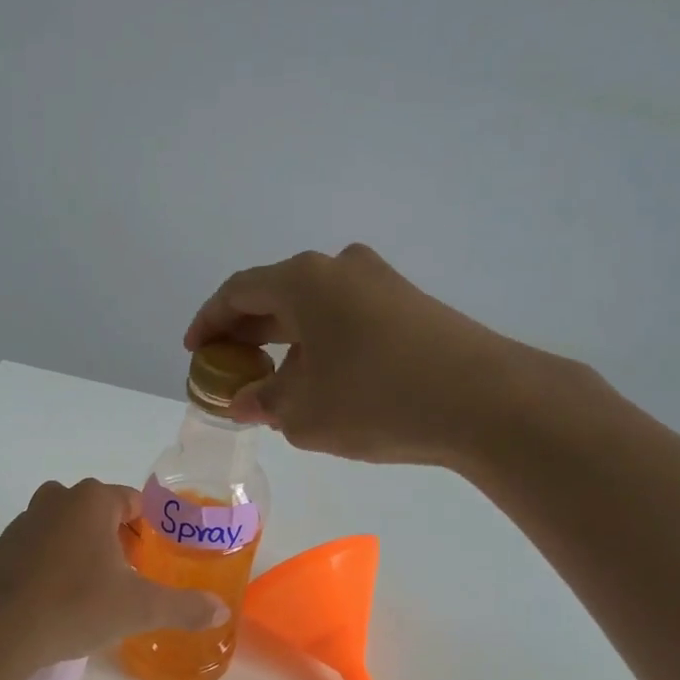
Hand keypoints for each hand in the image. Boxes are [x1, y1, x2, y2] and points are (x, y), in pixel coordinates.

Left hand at [0, 479, 228, 667]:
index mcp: (92, 500)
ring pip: (69, 529)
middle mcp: (56, 499)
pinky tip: (61, 601)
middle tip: (132, 578)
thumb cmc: (73, 606)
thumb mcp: (138, 608)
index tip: (156, 561)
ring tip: (99, 592)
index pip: (134, 502)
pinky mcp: (1, 548)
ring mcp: (24, 521)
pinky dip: (56, 565)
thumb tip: (221, 610)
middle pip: (101, 514)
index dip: (150, 531)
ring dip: (87, 552)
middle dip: (119, 541)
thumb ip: (183, 606)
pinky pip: (42, 548)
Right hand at [185, 244, 556, 466]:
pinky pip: (347, 318)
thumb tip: (246, 400)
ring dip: (286, 342)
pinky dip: (321, 344)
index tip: (194, 351)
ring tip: (274, 384)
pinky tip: (323, 381)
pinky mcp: (410, 305)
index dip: (208, 321)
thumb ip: (262, 402)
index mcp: (303, 280)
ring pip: (314, 308)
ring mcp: (381, 282)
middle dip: (247, 334)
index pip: (238, 292)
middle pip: (276, 295)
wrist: (484, 400)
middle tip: (229, 369)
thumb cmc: (376, 400)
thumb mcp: (302, 412)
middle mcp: (340, 267)